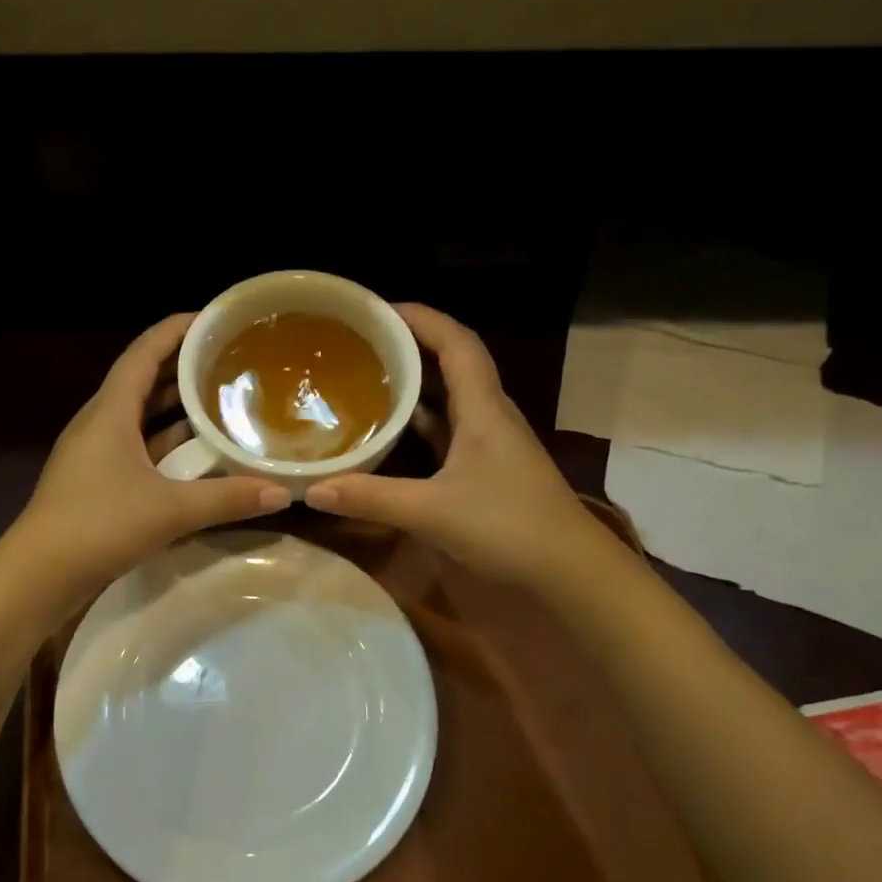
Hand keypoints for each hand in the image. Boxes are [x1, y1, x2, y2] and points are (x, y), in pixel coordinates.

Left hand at [11, 313, 290, 596]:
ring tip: (221, 405)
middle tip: (229, 364)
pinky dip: (166, 447)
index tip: (213, 319)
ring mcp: (94, 455)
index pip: (144, 353)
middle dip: (183, 370)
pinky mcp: (95, 483)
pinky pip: (137, 450)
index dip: (176, 331)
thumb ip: (226, 499)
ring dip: (176, 412)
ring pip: (141, 420)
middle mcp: (99, 424)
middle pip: (144, 383)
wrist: (38, 576)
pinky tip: (196, 459)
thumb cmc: (98, 526)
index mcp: (110, 411)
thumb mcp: (169, 511)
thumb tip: (282, 493)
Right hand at [302, 304, 604, 587]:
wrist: (569, 571)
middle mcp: (490, 417)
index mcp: (483, 409)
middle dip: (411, 348)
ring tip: (369, 380)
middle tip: (363, 345)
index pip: (456, 343)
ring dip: (416, 387)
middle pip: (453, 365)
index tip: (379, 310)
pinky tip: (393, 435)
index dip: (422, 318)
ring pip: (451, 401)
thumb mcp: (432, 512)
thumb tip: (313, 490)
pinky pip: (449, 433)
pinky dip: (421, 426)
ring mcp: (491, 445)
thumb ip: (372, 498)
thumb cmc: (508, 527)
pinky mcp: (489, 472)